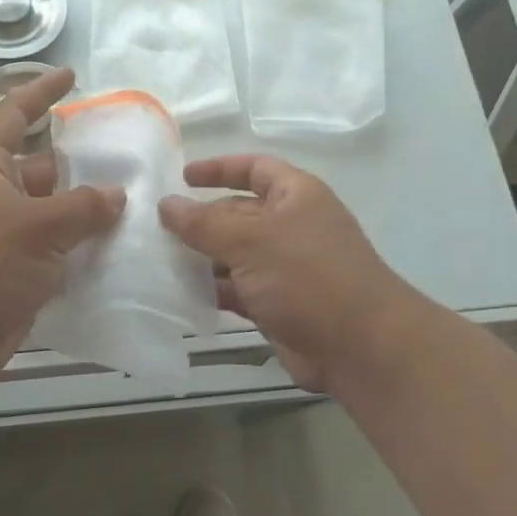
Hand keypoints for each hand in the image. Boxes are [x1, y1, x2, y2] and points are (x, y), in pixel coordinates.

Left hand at [0, 67, 125, 385]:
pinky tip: (128, 253)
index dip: (40, 93)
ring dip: (93, 215)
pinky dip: (89, 254)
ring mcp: (11, 238)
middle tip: (135, 161)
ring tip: (144, 206)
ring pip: (60, 216)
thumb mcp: (33, 226)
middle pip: (48, 169)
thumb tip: (116, 196)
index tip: (71, 77)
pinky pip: (62, 255)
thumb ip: (80, 207)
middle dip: (86, 166)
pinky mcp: (23, 275)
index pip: (15, 115)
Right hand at [159, 155, 409, 391]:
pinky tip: (180, 295)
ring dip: (202, 258)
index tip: (182, 177)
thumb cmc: (307, 275)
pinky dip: (213, 290)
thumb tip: (166, 204)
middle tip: (157, 230)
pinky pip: (238, 289)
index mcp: (295, 196)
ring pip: (235, 255)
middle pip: (239, 214)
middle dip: (202, 220)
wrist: (360, 347)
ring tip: (159, 262)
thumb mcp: (250, 240)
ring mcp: (286, 268)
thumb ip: (203, 222)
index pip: (254, 168)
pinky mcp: (279, 304)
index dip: (219, 168)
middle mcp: (292, 226)